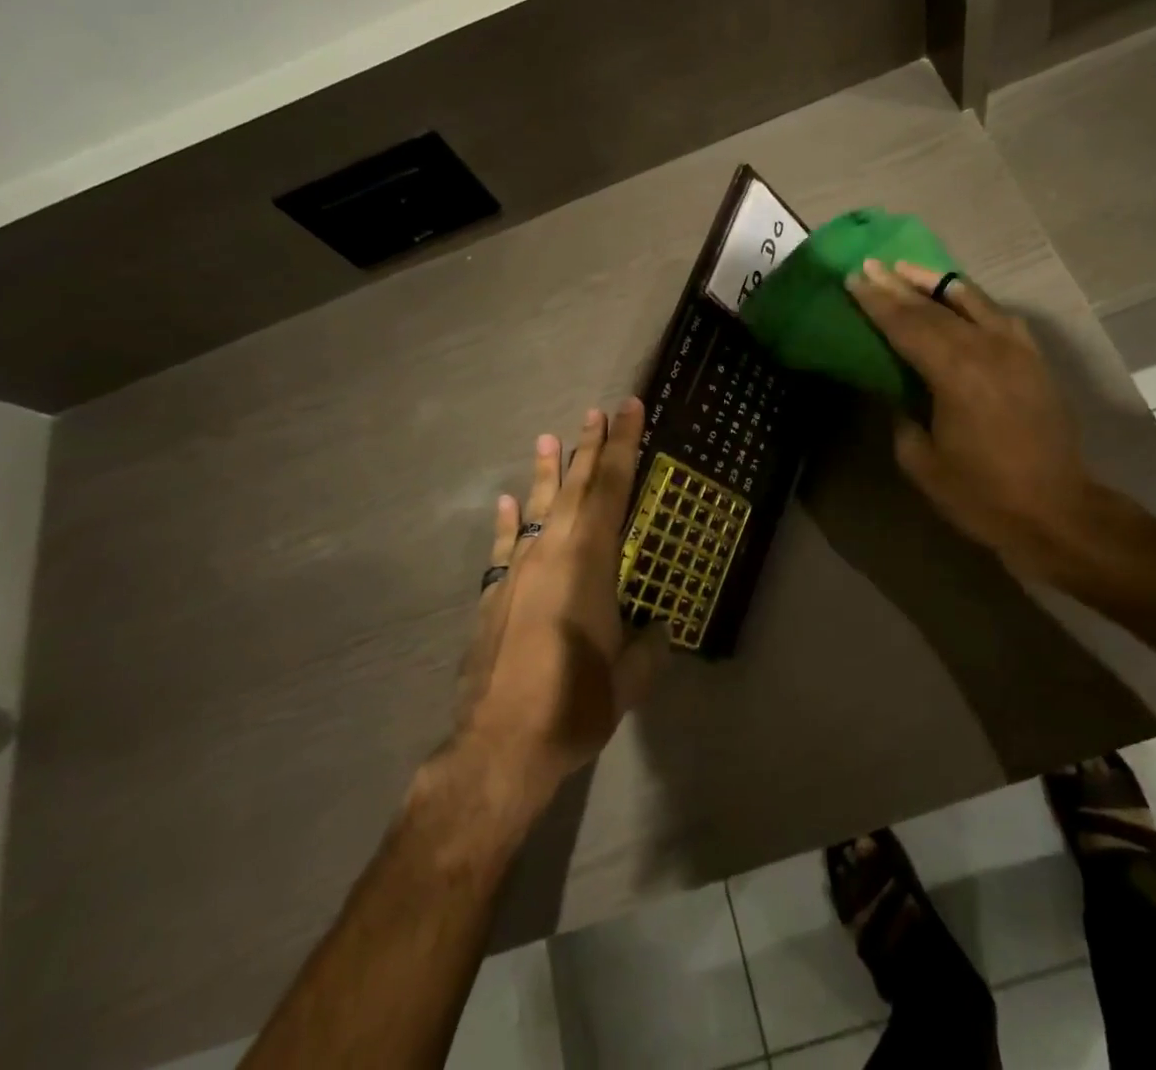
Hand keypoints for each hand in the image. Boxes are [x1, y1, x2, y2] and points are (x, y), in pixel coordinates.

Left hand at [453, 400, 666, 806]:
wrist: (498, 747)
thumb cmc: (573, 705)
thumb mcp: (629, 679)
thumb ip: (649, 646)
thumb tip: (661, 630)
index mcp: (589, 563)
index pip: (612, 489)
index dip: (624, 446)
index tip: (629, 409)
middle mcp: (551, 553)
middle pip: (574, 488)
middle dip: (589, 447)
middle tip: (597, 411)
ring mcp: (517, 571)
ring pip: (535, 507)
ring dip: (545, 472)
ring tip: (548, 437)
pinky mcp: (494, 595)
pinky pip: (503, 545)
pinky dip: (505, 520)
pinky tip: (504, 501)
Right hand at [844, 259, 1098, 575]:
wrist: (1056, 512)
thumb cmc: (981, 494)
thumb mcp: (922, 462)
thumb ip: (902, 417)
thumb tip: (896, 392)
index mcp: (954, 374)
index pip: (907, 326)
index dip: (877, 302)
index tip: (854, 279)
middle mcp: (987, 350)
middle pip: (934, 308)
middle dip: (898, 286)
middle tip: (870, 266)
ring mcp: (1016, 351)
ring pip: (971, 301)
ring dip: (936, 283)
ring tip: (907, 268)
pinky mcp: (1034, 360)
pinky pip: (999, 316)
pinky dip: (973, 301)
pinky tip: (960, 297)